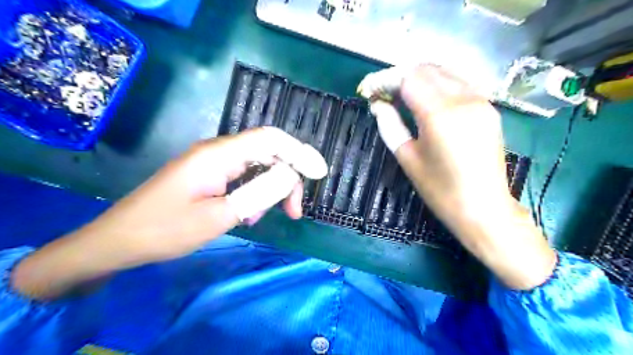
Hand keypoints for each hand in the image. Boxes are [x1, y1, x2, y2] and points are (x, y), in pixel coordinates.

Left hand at [11, 128, 328, 299]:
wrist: (119, 241)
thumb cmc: (166, 230)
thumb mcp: (219, 216)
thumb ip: (259, 193)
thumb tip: (291, 175)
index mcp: (219, 154)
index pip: (271, 139)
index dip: (299, 152)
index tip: (319, 174)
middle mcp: (218, 151)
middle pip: (267, 152)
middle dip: (287, 178)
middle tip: (293, 211)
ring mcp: (213, 162)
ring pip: (257, 166)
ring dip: (270, 189)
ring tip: (263, 218)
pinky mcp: (210, 175)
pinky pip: (243, 177)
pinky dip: (254, 193)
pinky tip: (249, 214)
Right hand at [358, 65, 554, 289]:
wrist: (484, 208)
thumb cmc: (440, 189)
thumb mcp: (407, 158)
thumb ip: (390, 125)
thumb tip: (378, 105)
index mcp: (440, 114)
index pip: (408, 78)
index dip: (385, 80)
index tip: (369, 90)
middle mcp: (463, 99)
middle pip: (427, 69)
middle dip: (400, 76)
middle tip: (383, 93)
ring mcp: (480, 101)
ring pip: (444, 72)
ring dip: (419, 78)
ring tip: (400, 95)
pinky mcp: (488, 108)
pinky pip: (459, 84)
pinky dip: (437, 85)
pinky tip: (426, 100)